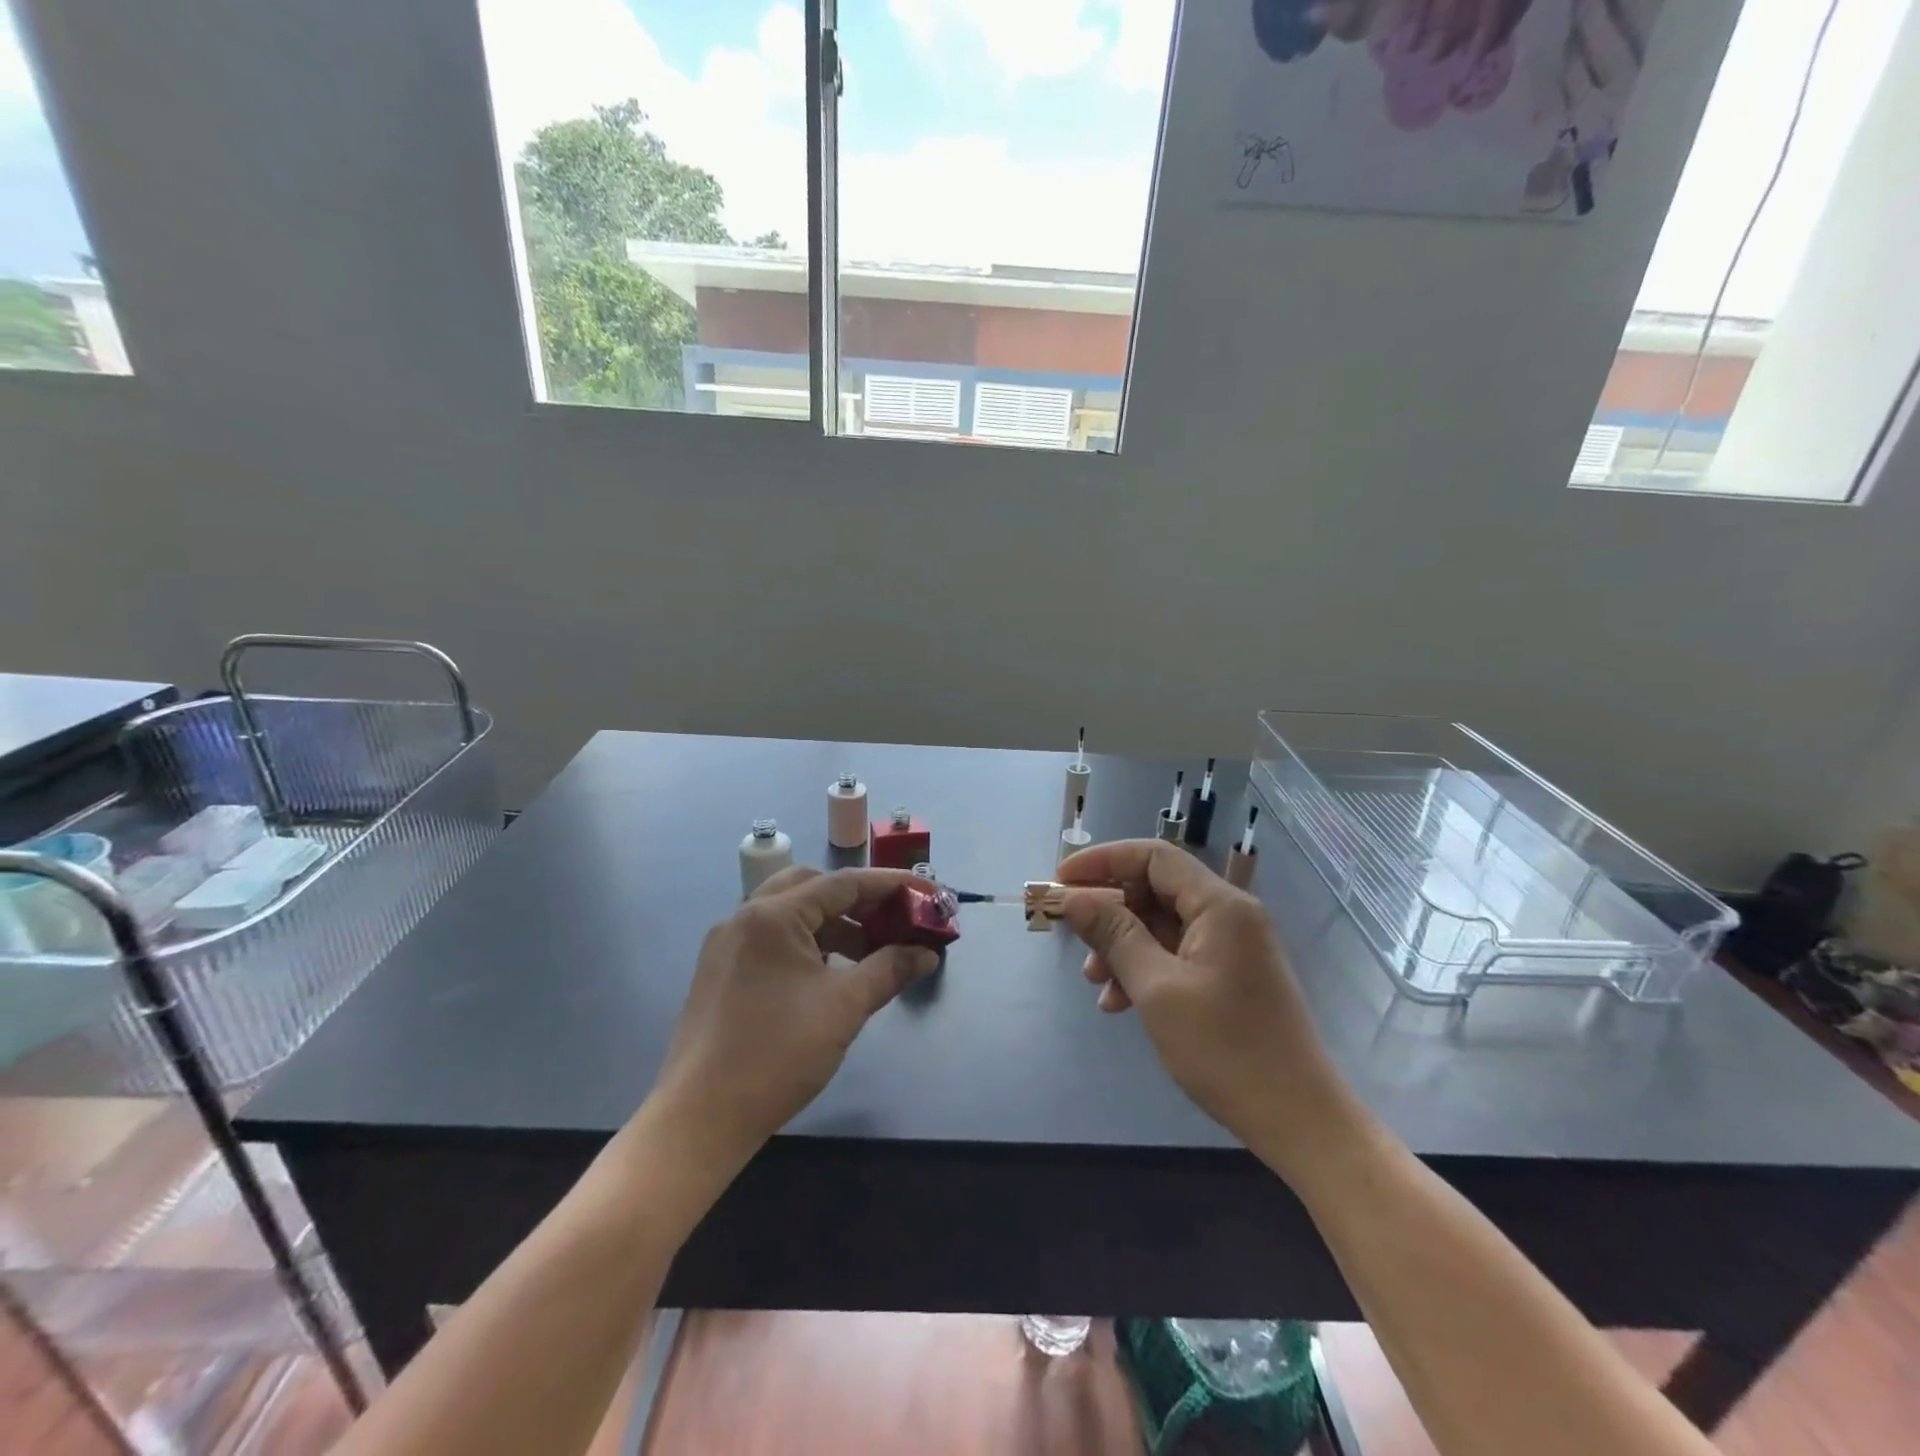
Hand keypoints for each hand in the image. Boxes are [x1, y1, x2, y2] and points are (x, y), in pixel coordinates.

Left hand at [651, 866, 939, 1169]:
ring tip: (870, 953)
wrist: (700, 1118)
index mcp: (773, 915)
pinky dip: (808, 943)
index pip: (843, 883)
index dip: (892, 885)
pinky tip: (830, 974)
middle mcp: (745, 916)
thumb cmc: (777, 1053)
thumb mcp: (844, 1007)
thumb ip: (889, 970)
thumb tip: (926, 953)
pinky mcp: (721, 970)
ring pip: (791, 913)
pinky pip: (773, 938)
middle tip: (893, 921)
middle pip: (812, 887)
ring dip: (833, 924)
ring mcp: (728, 944)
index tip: (930, 894)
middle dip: (858, 900)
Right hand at [1056, 840, 1356, 1170]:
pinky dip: (1145, 968)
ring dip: (1123, 945)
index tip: (1062, 881)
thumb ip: (1114, 935)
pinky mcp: (1230, 975)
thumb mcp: (1157, 989)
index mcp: (1220, 905)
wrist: (1298, 1120)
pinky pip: (1177, 954)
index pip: (1153, 856)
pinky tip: (1120, 1003)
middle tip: (1074, 937)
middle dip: (1110, 911)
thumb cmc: (1225, 1049)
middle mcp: (1230, 914)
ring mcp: (1232, 946)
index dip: (1103, 861)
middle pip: (1156, 889)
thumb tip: (1075, 898)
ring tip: (1094, 982)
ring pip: (1163, 924)